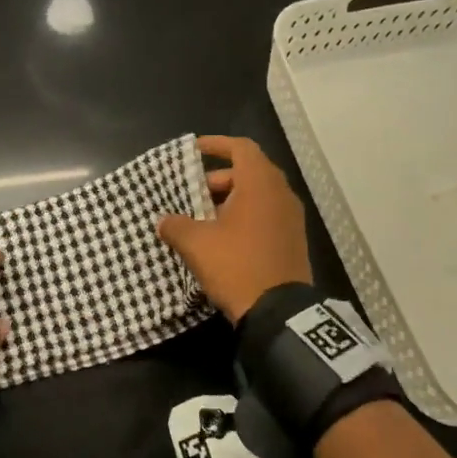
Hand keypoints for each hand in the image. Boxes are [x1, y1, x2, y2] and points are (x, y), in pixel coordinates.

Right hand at [157, 135, 311, 322]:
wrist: (279, 312)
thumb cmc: (236, 265)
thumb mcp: (196, 244)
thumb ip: (175, 226)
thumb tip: (163, 221)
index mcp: (260, 184)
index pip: (241, 148)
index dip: (216, 145)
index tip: (194, 150)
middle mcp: (281, 194)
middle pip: (248, 171)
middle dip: (218, 179)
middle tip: (192, 194)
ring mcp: (291, 218)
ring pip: (258, 195)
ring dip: (230, 200)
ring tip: (203, 219)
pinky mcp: (293, 240)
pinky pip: (266, 215)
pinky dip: (245, 216)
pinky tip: (223, 238)